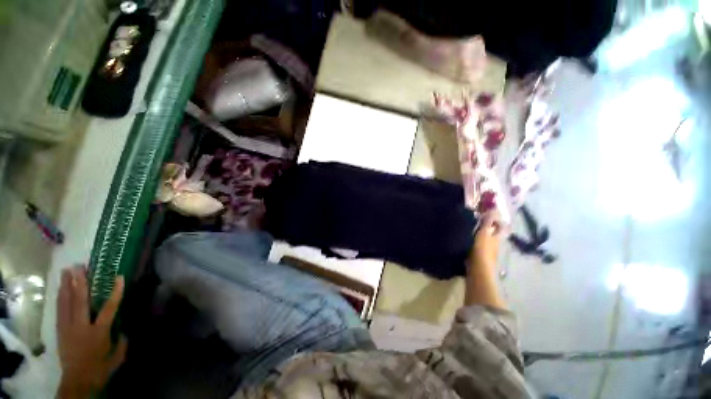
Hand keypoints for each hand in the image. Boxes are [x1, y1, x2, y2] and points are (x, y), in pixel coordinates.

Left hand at [56, 266, 126, 397]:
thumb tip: (123, 330)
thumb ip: (121, 342)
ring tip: (66, 271)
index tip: (119, 277)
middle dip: (79, 283)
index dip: (115, 292)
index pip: (109, 308)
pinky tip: (60, 289)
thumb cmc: (100, 369)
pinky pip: (60, 310)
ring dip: (66, 286)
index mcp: (99, 332)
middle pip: (80, 301)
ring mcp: (68, 328)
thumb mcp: (117, 357)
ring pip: (66, 303)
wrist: (77, 381)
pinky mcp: (60, 330)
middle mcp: (82, 326)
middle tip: (79, 266)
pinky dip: (60, 297)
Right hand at [465, 217, 505, 308]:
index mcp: (496, 238)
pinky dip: (474, 242)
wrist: (478, 272)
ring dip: (480, 235)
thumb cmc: (481, 251)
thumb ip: (487, 222)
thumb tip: (494, 209)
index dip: (495, 220)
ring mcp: (487, 252)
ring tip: (469, 228)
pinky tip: (466, 240)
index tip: (486, 213)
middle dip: (486, 227)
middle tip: (475, 219)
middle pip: (492, 234)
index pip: (499, 227)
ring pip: (485, 240)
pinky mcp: (479, 258)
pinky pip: (478, 247)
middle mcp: (494, 244)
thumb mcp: (483, 234)